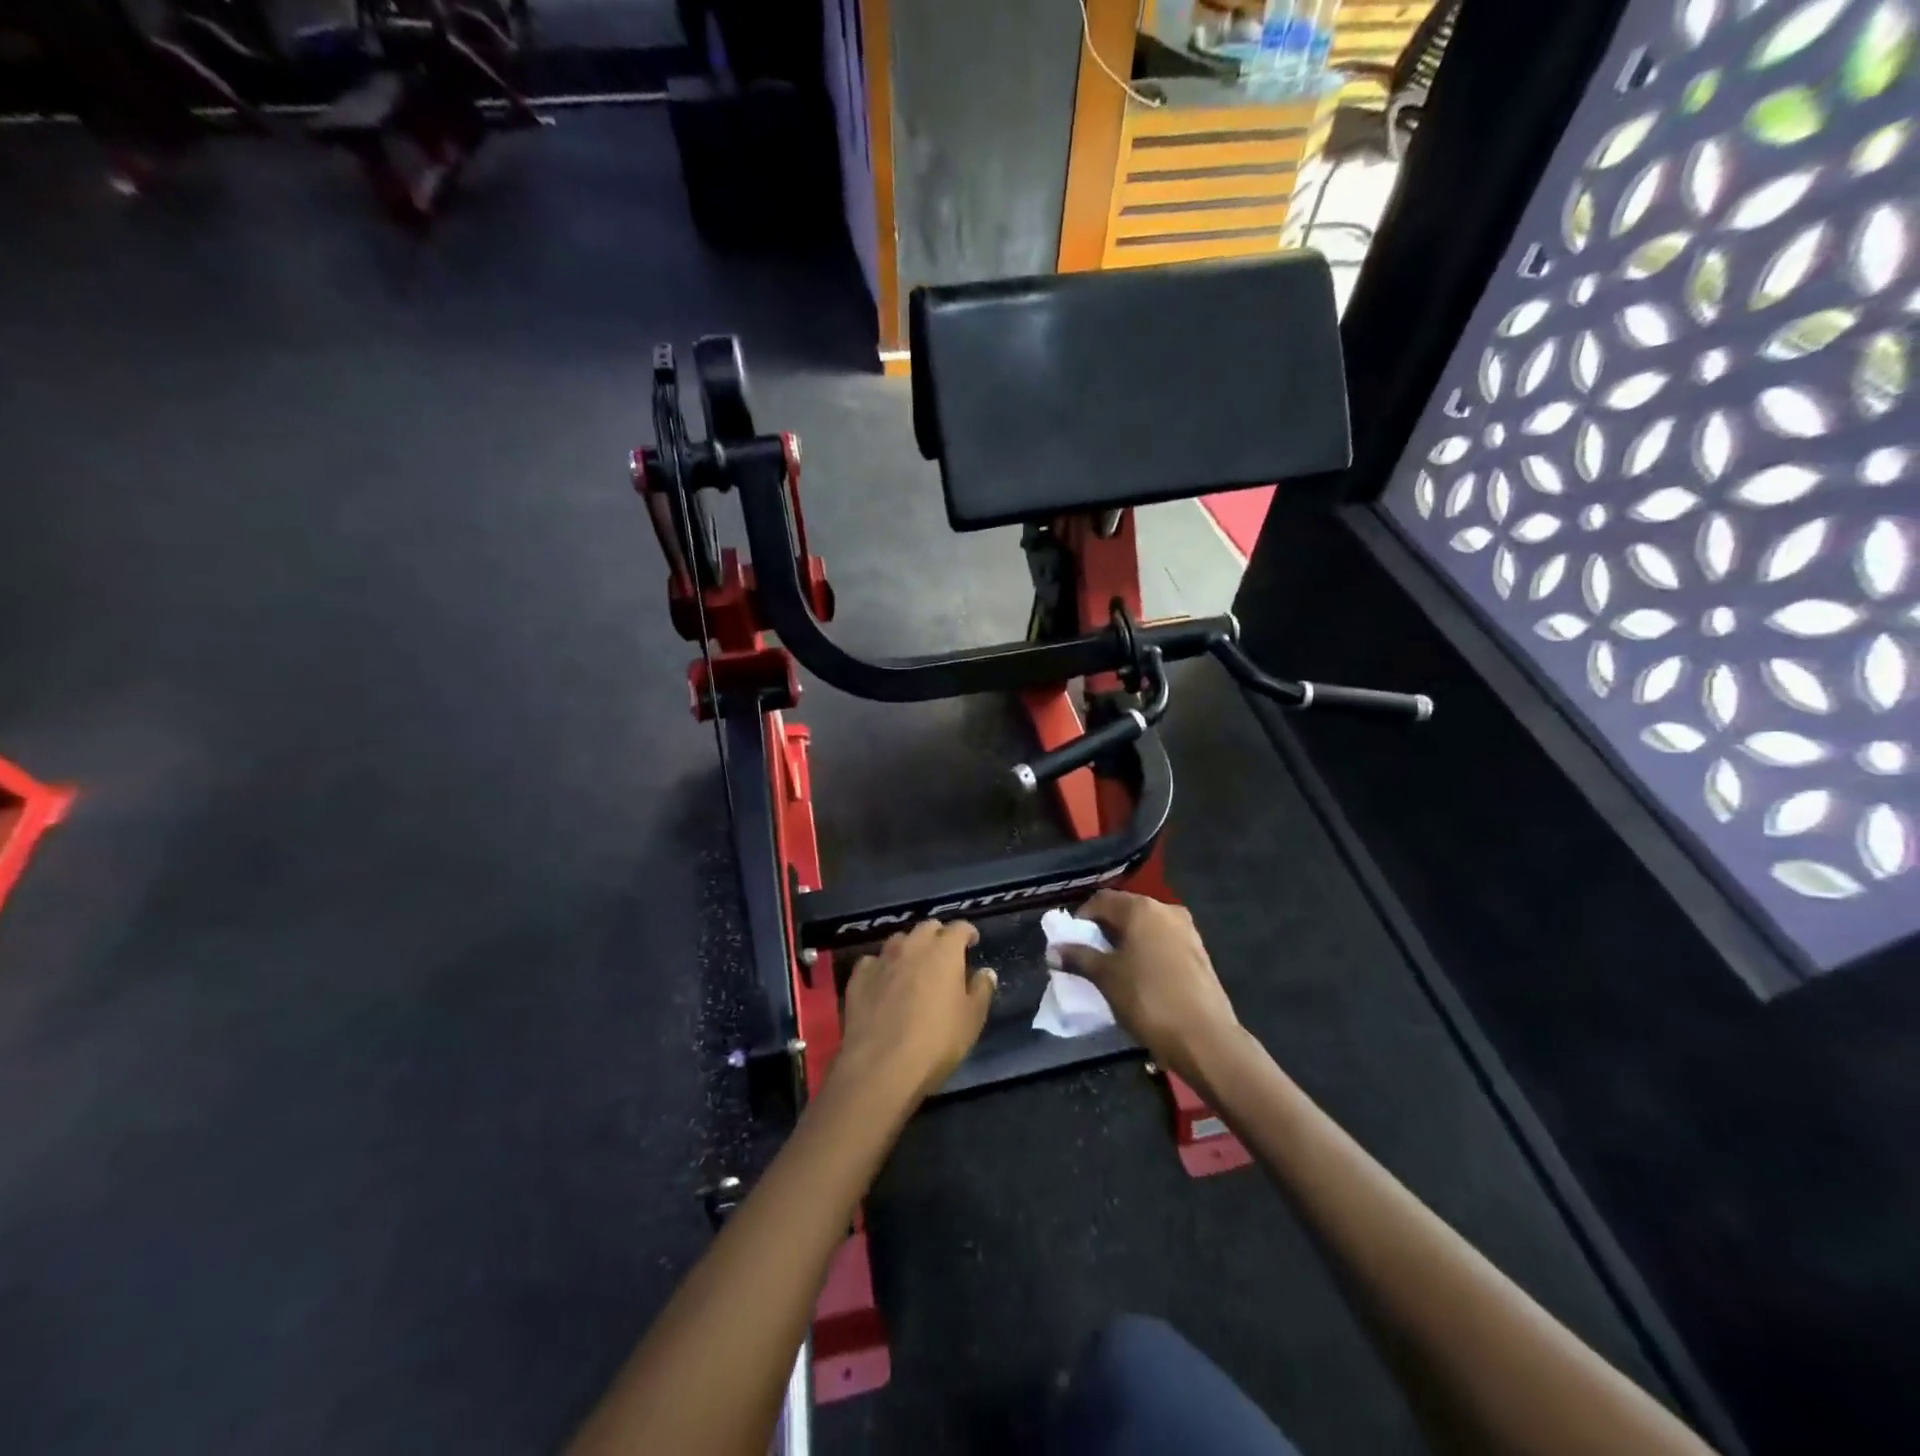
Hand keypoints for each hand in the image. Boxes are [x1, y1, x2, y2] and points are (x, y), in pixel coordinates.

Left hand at [834, 920, 996, 1102]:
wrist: (881, 1066)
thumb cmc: (937, 1041)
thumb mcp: (972, 1019)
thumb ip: (981, 990)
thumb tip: (985, 972)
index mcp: (944, 951)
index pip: (959, 927)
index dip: (968, 933)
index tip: (972, 943)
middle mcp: (912, 946)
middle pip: (928, 928)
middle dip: (939, 936)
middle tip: (945, 956)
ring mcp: (882, 959)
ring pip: (899, 940)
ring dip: (909, 947)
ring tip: (914, 966)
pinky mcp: (858, 977)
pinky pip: (873, 961)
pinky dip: (882, 967)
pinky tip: (883, 982)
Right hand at [1057, 890, 1242, 1085]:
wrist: (1205, 1038)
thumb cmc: (1148, 999)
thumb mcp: (1105, 977)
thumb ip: (1078, 958)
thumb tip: (1053, 951)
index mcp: (1141, 908)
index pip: (1101, 900)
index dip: (1080, 919)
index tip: (1069, 943)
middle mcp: (1166, 910)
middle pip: (1124, 912)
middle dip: (1103, 931)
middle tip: (1087, 957)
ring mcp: (1186, 931)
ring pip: (1145, 929)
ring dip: (1125, 943)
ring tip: (1111, 970)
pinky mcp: (1198, 954)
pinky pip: (1162, 944)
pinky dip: (1145, 953)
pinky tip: (1138, 978)